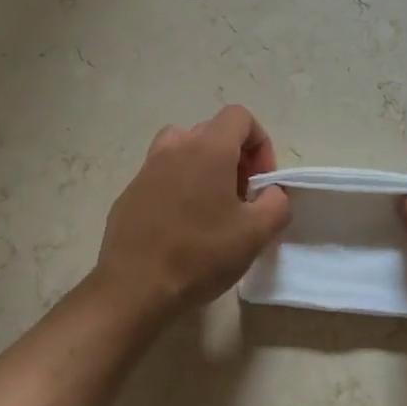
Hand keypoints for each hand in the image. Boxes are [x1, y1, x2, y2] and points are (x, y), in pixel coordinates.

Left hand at [90, 105, 291, 320]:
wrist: (135, 288)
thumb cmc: (200, 255)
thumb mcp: (256, 233)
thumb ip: (276, 203)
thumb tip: (271, 193)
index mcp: (207, 148)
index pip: (239, 117)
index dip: (260, 143)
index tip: (261, 182)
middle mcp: (174, 147)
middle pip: (212, 132)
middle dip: (235, 157)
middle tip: (242, 198)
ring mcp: (147, 168)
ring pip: (183, 150)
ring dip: (204, 167)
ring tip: (211, 206)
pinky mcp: (130, 192)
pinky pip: (162, 175)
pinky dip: (178, 187)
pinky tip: (181, 226)